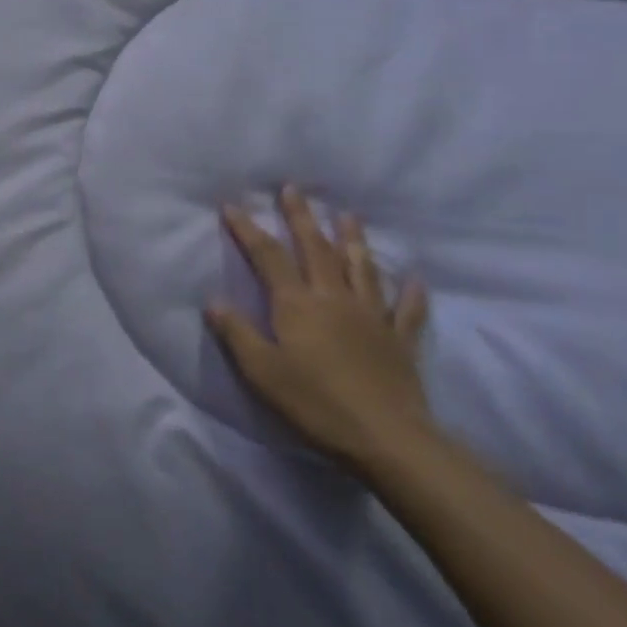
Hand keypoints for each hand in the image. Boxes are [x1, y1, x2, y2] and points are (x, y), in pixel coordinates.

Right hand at [206, 187, 432, 474]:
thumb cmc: (315, 403)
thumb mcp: (262, 372)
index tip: (232, 205)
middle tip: (293, 189)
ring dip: (353, 240)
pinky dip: (411, 293)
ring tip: (348, 215)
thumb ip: (237, 333)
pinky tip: (415, 279)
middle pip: (316, 249)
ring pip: (361, 268)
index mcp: (297, 304)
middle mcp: (334, 298)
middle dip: (302, 217)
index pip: (268, 257)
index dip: (248, 230)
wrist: (386, 437)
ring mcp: (372, 317)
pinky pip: (407, 310)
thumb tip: (212, 301)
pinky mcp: (400, 340)